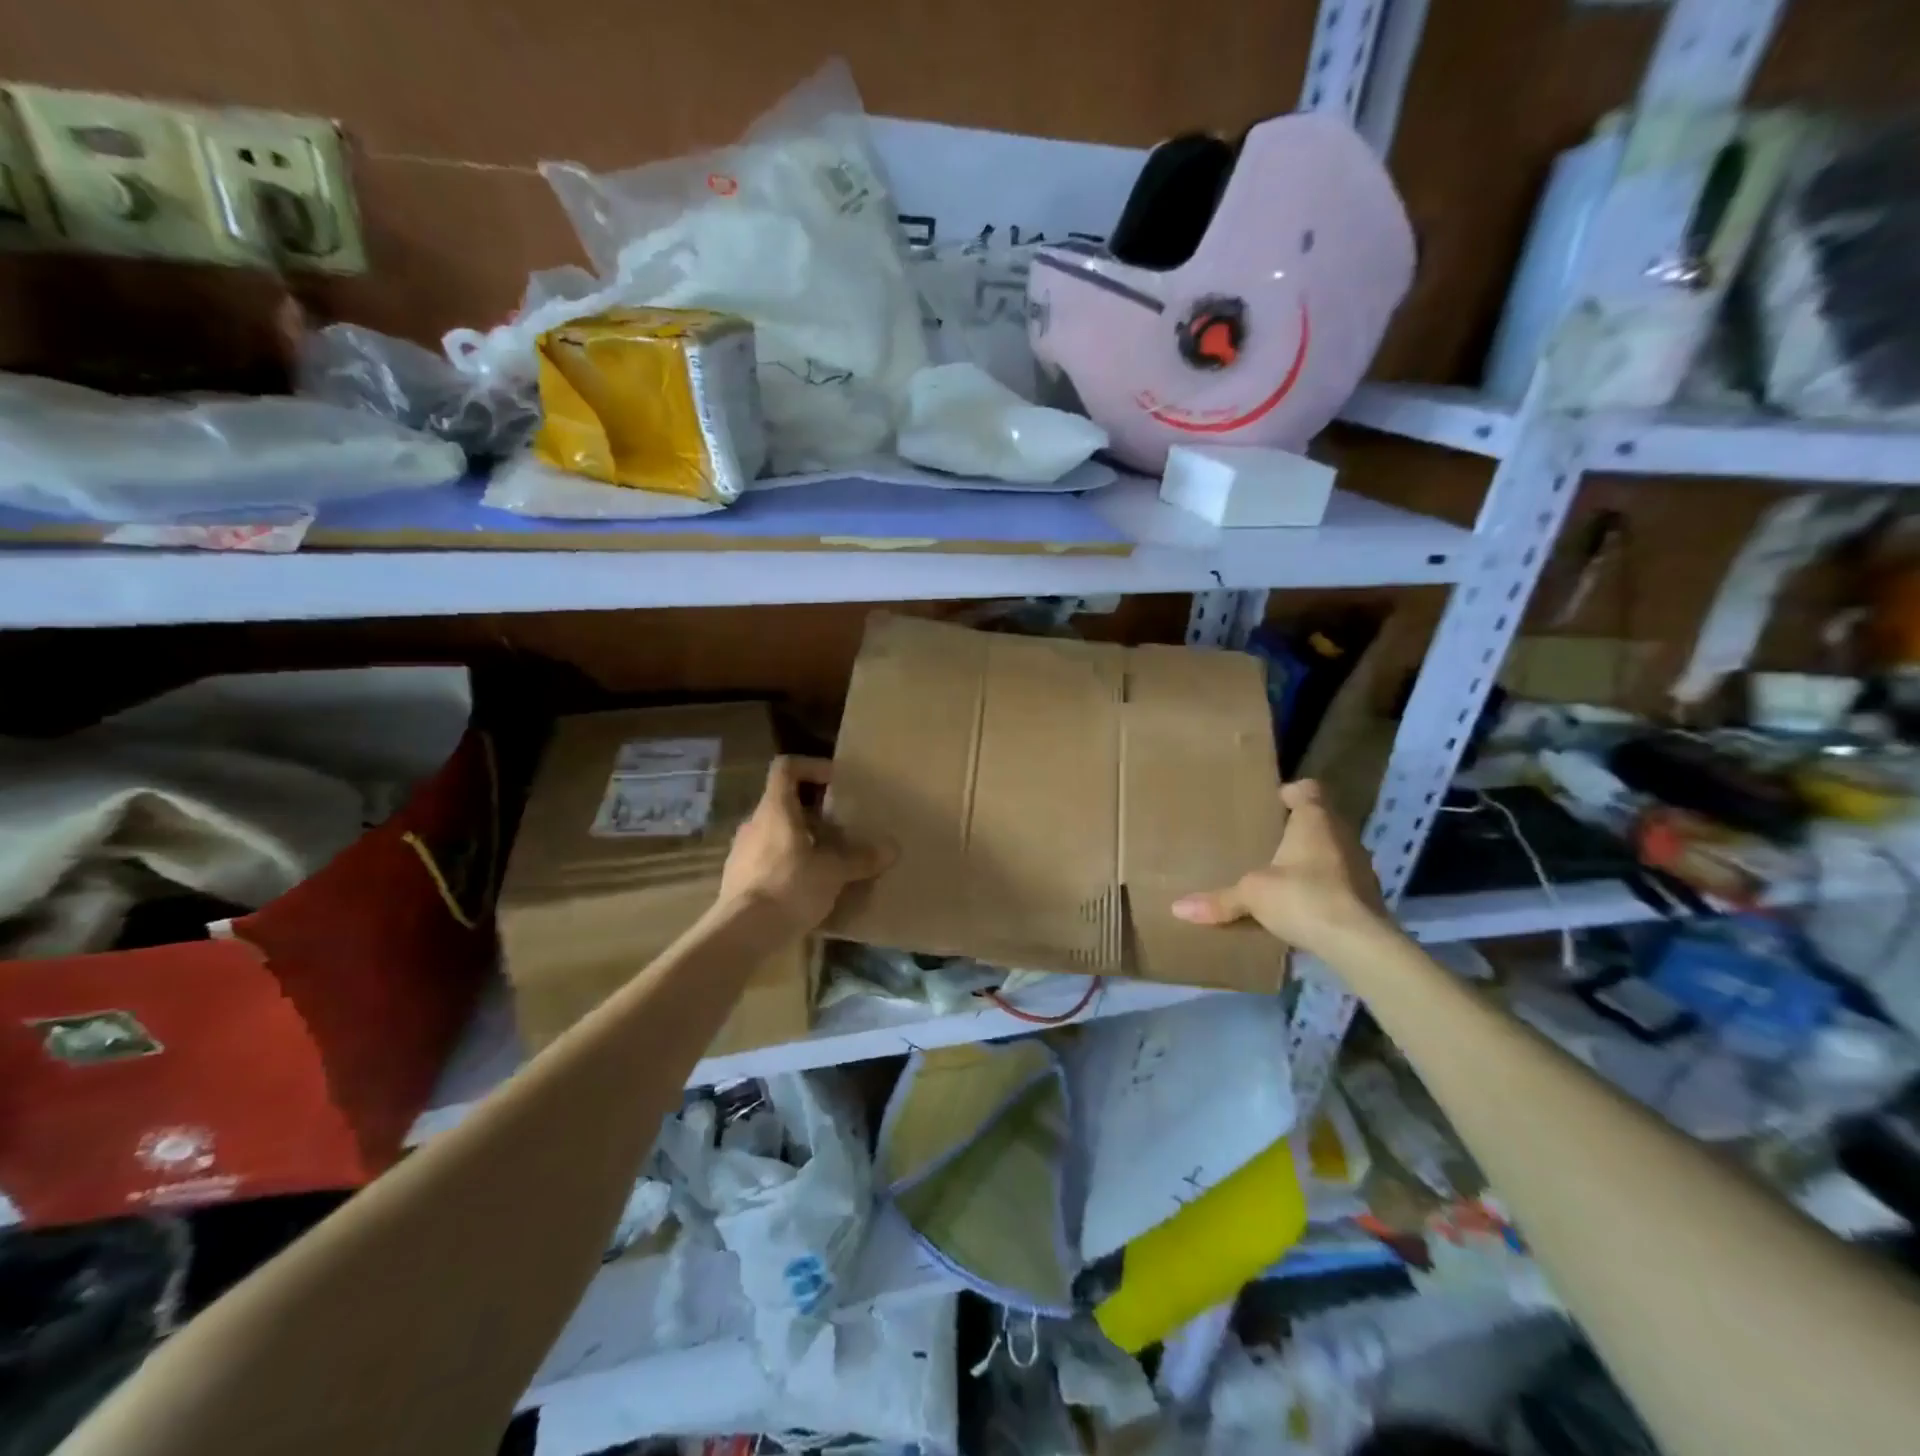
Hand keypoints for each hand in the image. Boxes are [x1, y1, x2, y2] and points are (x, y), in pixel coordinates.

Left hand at [719, 756, 890, 932]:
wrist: (741, 933)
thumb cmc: (789, 887)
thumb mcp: (834, 872)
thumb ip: (861, 858)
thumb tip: (892, 849)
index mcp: (775, 809)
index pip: (786, 768)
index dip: (811, 766)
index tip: (835, 781)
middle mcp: (754, 823)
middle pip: (784, 803)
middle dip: (814, 812)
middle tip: (841, 828)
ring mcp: (742, 851)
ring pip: (776, 832)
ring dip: (802, 840)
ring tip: (828, 860)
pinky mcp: (738, 879)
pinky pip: (768, 859)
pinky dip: (789, 864)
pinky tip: (807, 887)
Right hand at [1171, 780, 1391, 958]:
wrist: (1359, 943)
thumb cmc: (1303, 897)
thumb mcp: (1252, 895)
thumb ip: (1219, 900)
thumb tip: (1177, 908)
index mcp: (1315, 820)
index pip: (1308, 790)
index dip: (1291, 792)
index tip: (1273, 802)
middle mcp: (1343, 835)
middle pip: (1321, 820)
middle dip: (1297, 828)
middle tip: (1267, 839)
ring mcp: (1360, 866)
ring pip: (1332, 850)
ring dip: (1312, 858)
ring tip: (1282, 872)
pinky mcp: (1367, 896)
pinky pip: (1340, 880)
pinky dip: (1323, 886)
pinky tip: (1302, 903)